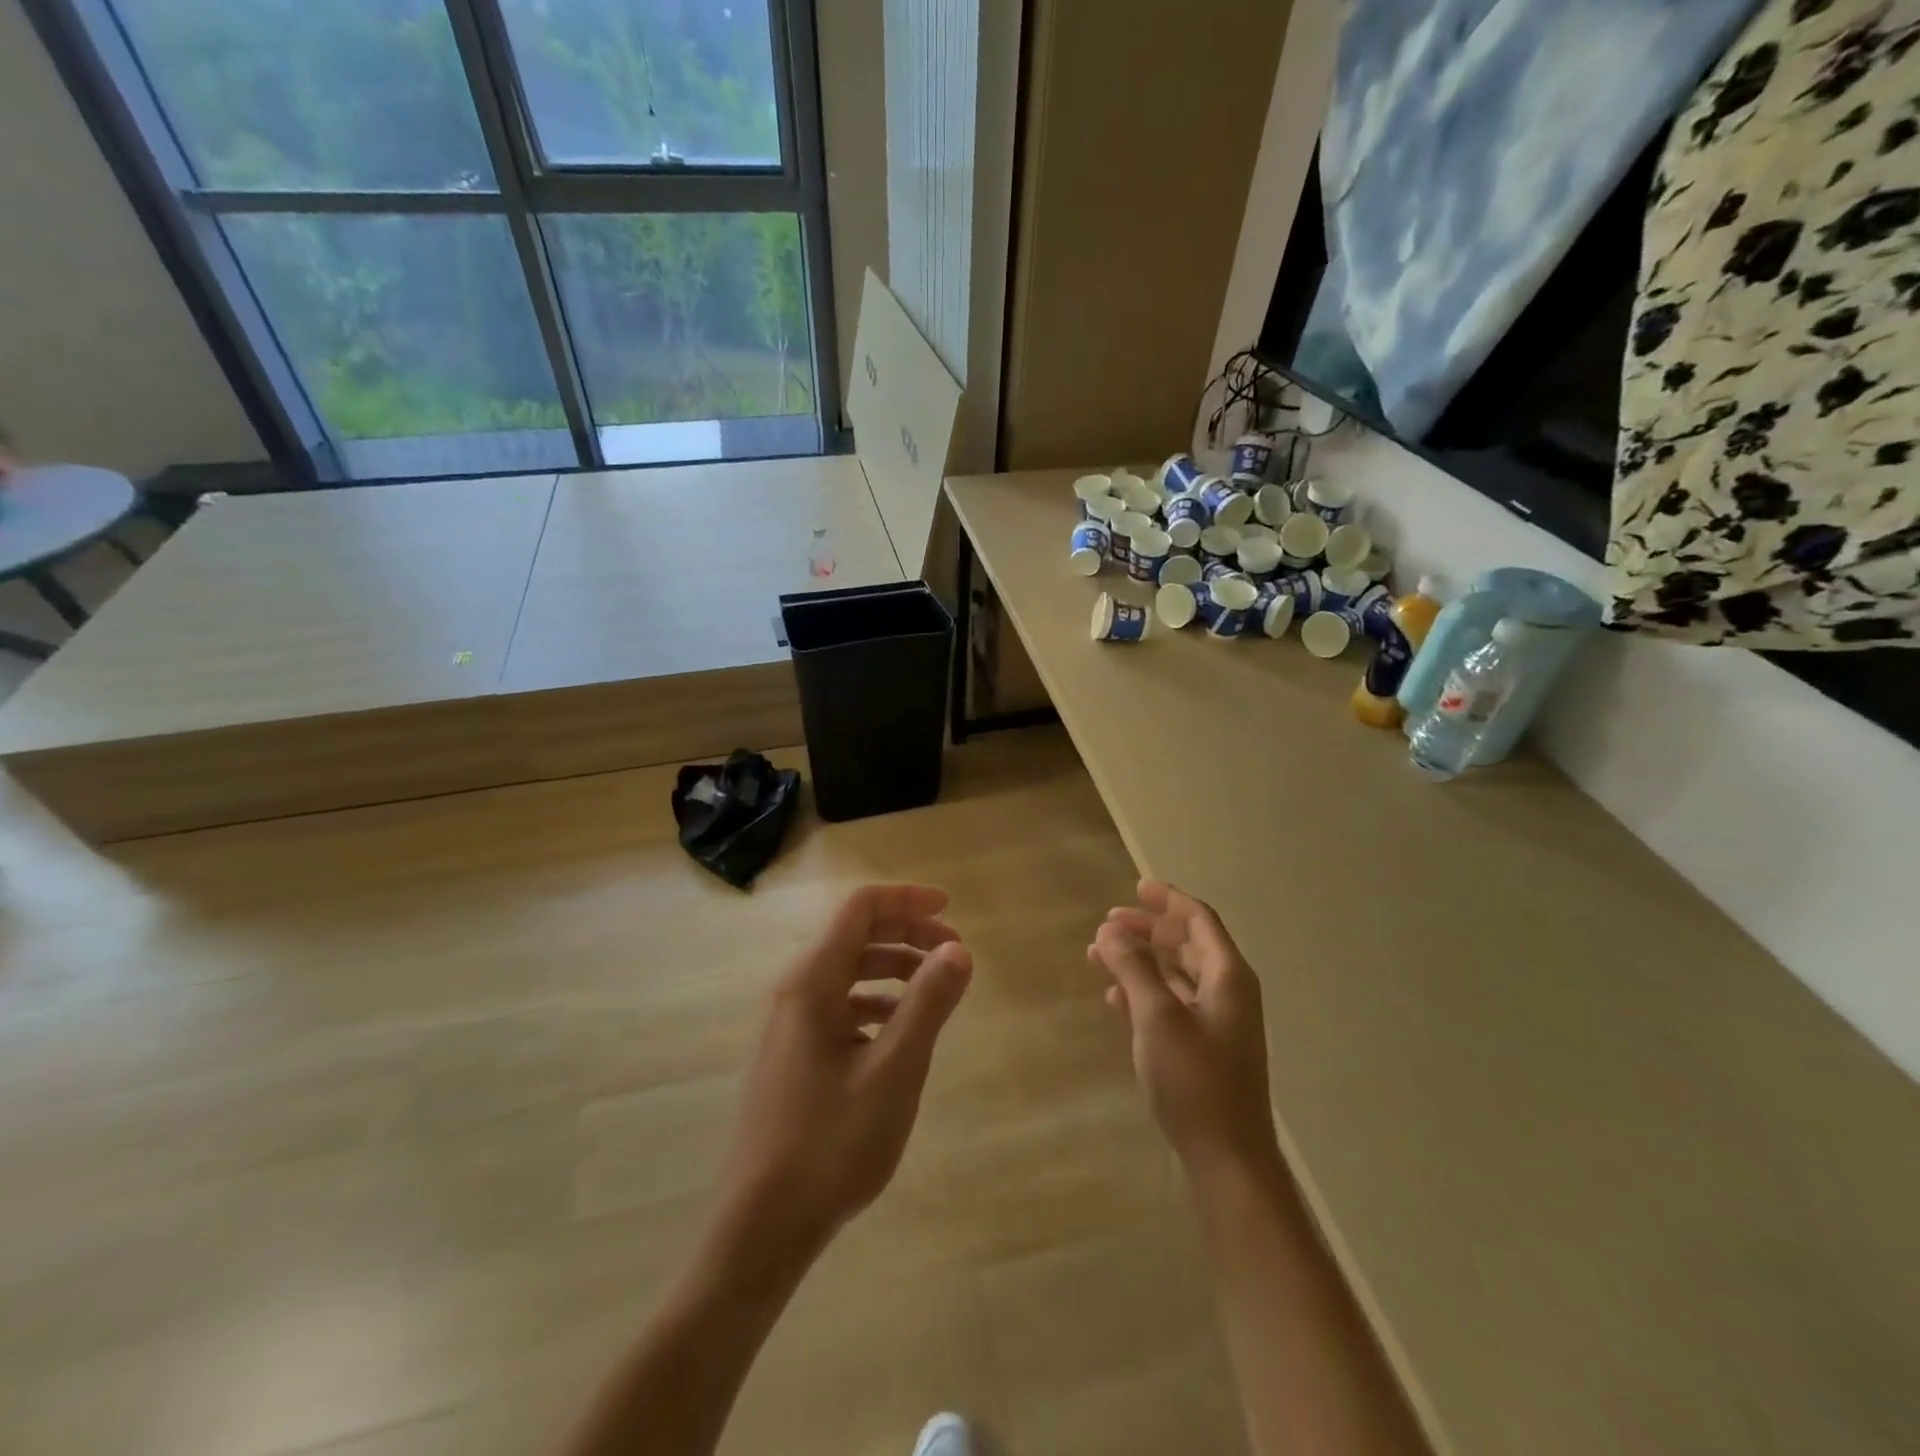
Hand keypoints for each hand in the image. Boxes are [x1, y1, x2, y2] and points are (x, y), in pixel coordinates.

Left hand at [717, 884, 972, 1251]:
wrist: (762, 1227)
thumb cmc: (830, 1143)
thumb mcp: (894, 1071)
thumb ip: (927, 1004)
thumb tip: (959, 949)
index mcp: (811, 982)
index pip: (860, 909)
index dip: (907, 900)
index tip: (951, 910)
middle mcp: (794, 992)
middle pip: (854, 936)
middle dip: (907, 933)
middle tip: (954, 952)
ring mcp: (789, 1026)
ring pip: (847, 972)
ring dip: (893, 968)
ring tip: (935, 990)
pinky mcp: (792, 1056)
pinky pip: (838, 1006)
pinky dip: (875, 1002)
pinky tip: (898, 1030)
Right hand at [1091, 880, 1279, 1179]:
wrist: (1228, 1159)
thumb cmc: (1195, 1080)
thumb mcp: (1157, 1017)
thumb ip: (1134, 969)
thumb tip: (1111, 931)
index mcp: (1227, 976)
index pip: (1199, 920)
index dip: (1168, 900)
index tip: (1136, 887)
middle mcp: (1227, 992)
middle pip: (1186, 944)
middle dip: (1148, 931)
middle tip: (1108, 925)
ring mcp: (1217, 1022)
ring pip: (1175, 975)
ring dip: (1141, 962)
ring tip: (1100, 957)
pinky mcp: (1204, 1049)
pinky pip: (1172, 1005)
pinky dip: (1145, 994)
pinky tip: (1115, 1000)